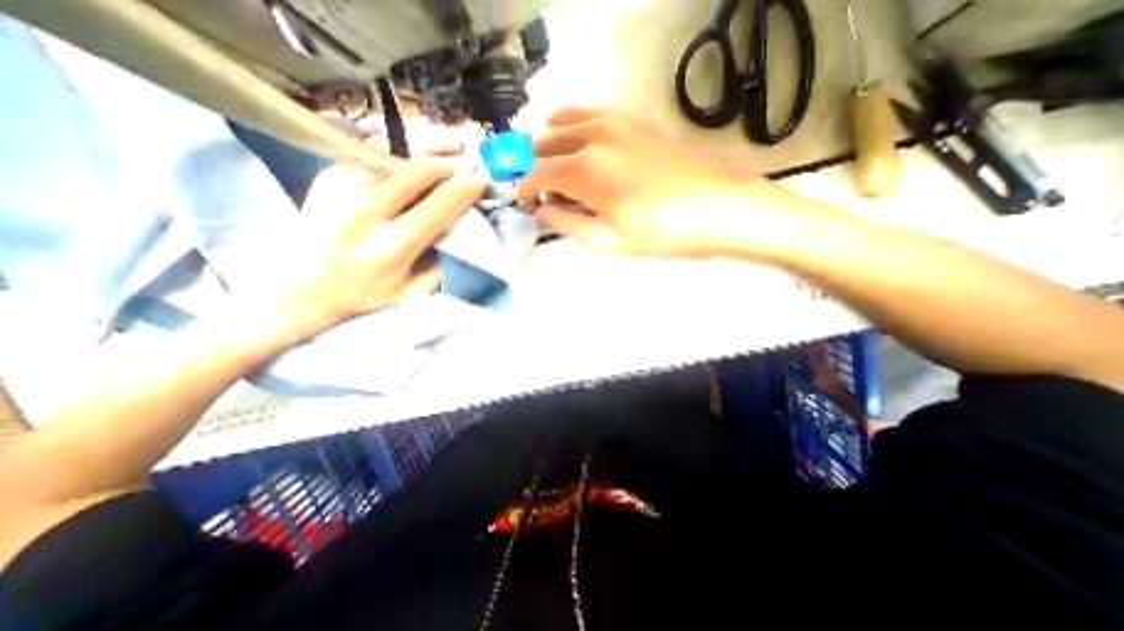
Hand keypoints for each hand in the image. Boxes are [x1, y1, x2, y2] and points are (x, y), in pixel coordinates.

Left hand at [253, 161, 483, 341]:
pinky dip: (392, 155)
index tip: (479, 180)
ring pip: (392, 156)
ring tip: (440, 153)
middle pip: (417, 172)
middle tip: (462, 162)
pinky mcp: (326, 179)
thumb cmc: (363, 295)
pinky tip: (405, 161)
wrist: (298, 289)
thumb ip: (441, 264)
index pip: (439, 206)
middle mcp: (367, 212)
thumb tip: (460, 233)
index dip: (464, 189)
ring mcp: (342, 190)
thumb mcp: (412, 292)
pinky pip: (368, 156)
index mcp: (393, 245)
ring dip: (421, 154)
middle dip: (446, 164)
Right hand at [514, 106, 787, 256]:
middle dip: (534, 165)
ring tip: (557, 167)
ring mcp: (615, 122)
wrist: (716, 207)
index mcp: (584, 170)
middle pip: (545, 142)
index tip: (523, 200)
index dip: (524, 187)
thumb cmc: (660, 232)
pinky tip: (581, 146)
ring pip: (564, 120)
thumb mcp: (607, 240)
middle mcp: (593, 137)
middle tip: (541, 189)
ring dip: (551, 143)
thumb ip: (566, 223)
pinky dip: (574, 127)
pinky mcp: (633, 119)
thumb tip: (541, 210)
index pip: (536, 173)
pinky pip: (590, 113)